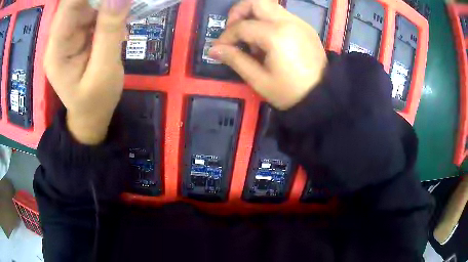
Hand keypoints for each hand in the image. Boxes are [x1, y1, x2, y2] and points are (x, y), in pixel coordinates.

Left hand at [44, 0, 130, 144]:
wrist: (90, 116)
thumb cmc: (95, 101)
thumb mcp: (104, 71)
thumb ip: (109, 32)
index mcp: (57, 49)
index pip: (68, 6)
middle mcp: (58, 37)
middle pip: (75, 2)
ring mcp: (68, 34)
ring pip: (85, 3)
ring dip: (104, 0)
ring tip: (122, 6)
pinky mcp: (78, 33)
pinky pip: (92, 10)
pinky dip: (107, 6)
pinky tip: (119, 11)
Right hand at [209, 0, 326, 109]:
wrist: (323, 97)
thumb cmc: (291, 93)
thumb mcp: (259, 80)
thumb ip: (235, 60)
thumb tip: (213, 49)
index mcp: (276, 35)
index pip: (242, 26)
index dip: (226, 37)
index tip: (219, 49)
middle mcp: (289, 22)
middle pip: (256, 2)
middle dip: (239, 12)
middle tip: (234, 31)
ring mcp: (299, 22)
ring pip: (269, 6)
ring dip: (254, 16)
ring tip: (252, 40)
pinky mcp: (305, 27)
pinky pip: (281, 15)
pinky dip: (268, 21)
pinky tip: (268, 41)